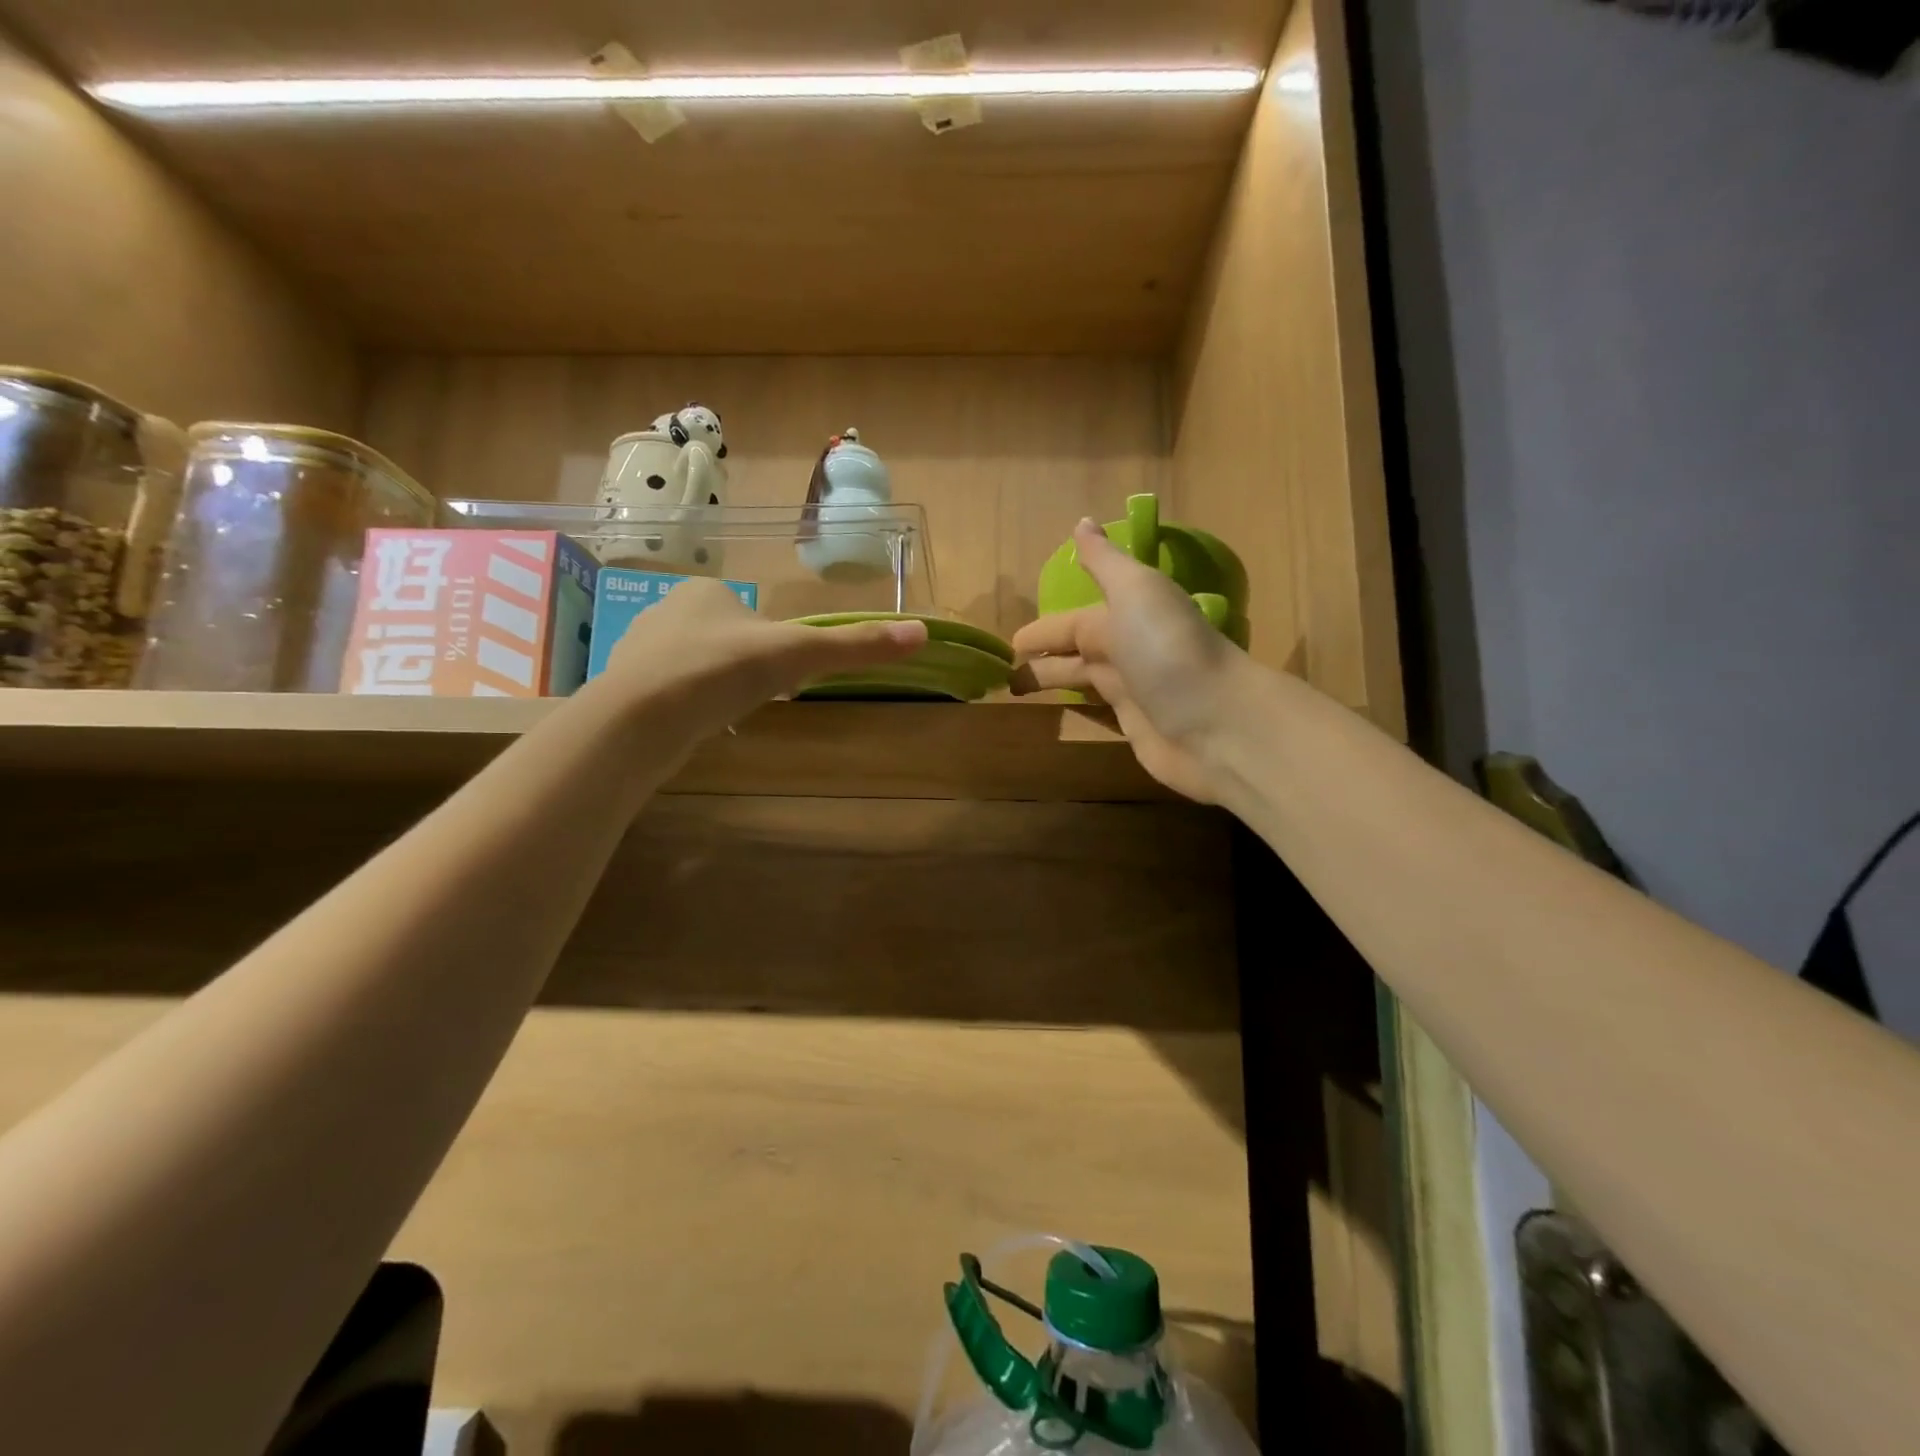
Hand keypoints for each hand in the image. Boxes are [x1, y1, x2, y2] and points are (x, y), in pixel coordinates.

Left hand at [600, 579, 926, 738]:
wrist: (642, 717)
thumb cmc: (723, 671)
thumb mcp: (799, 655)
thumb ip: (855, 645)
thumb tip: (922, 633)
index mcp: (707, 591)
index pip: (753, 614)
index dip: (773, 645)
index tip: (782, 675)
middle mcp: (667, 610)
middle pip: (724, 638)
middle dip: (742, 666)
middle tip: (756, 698)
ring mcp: (639, 648)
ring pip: (693, 665)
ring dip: (713, 687)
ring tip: (724, 716)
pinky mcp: (623, 686)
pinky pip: (667, 692)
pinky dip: (685, 707)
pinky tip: (693, 728)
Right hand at [1010, 520, 1240, 801]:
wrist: (1218, 722)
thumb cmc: (1167, 650)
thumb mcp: (1136, 591)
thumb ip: (1106, 562)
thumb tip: (1082, 522)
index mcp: (1123, 617)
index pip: (1071, 623)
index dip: (1041, 631)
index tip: (1010, 643)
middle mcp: (1126, 651)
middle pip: (1074, 652)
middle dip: (1042, 657)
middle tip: (1004, 672)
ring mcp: (1133, 692)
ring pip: (1083, 683)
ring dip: (1053, 683)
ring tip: (1015, 693)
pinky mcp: (1136, 728)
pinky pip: (1098, 713)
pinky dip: (1077, 710)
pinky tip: (1058, 715)